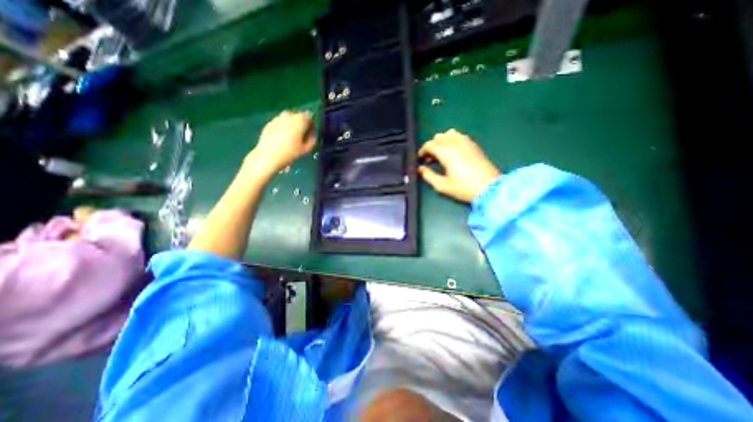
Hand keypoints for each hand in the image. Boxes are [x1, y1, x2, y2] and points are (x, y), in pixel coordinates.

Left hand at [246, 111, 315, 175]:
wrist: (268, 156)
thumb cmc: (290, 153)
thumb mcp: (305, 149)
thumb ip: (311, 140)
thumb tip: (312, 135)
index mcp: (299, 120)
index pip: (309, 116)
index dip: (311, 123)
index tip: (311, 132)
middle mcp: (288, 115)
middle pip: (298, 115)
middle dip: (301, 123)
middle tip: (302, 134)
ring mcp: (277, 118)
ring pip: (288, 118)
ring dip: (291, 124)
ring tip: (291, 136)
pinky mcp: (269, 123)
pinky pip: (279, 122)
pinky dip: (282, 127)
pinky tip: (281, 137)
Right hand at [417, 128, 498, 202]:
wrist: (489, 188)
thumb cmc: (464, 188)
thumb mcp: (442, 185)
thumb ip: (428, 175)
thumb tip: (420, 169)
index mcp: (446, 152)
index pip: (429, 144)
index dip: (422, 151)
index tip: (420, 159)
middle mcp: (455, 143)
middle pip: (438, 137)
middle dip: (431, 146)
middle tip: (430, 159)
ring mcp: (466, 143)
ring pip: (449, 133)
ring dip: (442, 141)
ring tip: (441, 153)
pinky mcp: (474, 145)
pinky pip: (460, 136)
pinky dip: (453, 140)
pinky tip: (453, 151)